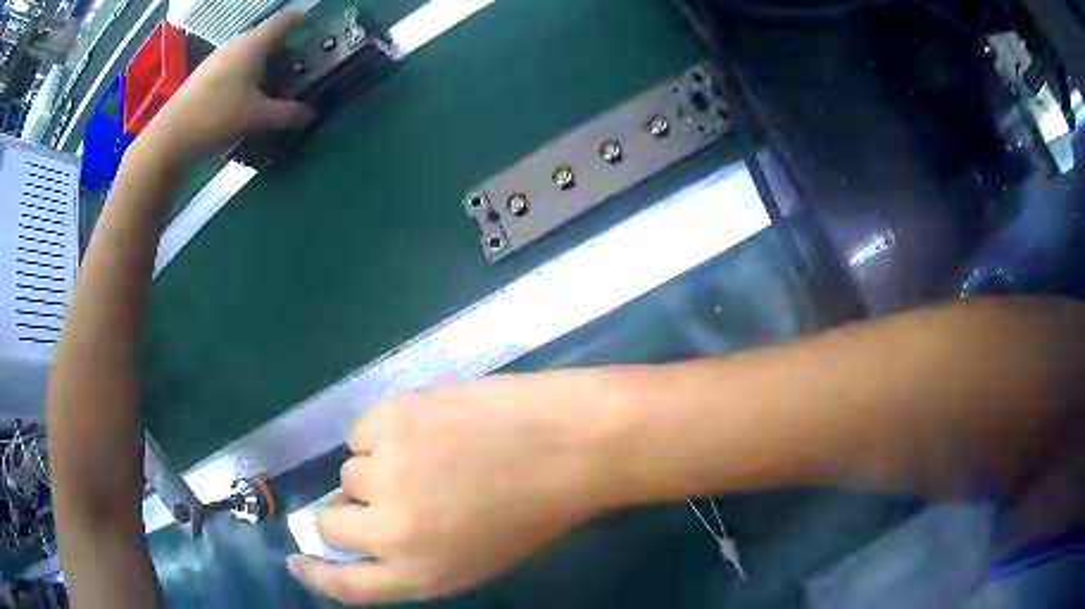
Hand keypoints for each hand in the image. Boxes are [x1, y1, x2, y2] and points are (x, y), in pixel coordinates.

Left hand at [139, 12, 313, 159]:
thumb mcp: (257, 117)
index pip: (284, 20)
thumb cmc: (217, 116)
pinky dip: (245, 72)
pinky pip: (233, 64)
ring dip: (263, 63)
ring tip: (270, 85)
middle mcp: (236, 44)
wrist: (170, 135)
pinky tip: (243, 95)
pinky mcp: (204, 74)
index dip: (300, 20)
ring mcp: (217, 58)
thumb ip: (287, 114)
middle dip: (283, 48)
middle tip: (294, 67)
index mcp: (254, 44)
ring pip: (248, 52)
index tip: (312, 25)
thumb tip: (310, 115)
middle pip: (266, 37)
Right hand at [288, 371, 632, 604]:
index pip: (345, 585)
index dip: (315, 572)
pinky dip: (385, 432)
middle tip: (385, 495)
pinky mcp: (390, 420)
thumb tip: (367, 534)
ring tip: (428, 456)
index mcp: (420, 574)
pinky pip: (361, 431)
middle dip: (350, 512)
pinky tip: (428, 427)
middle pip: (330, 523)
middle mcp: (391, 531)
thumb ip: (415, 558)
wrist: (572, 445)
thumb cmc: (535, 512)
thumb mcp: (473, 559)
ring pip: (348, 471)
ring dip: (376, 468)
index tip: (298, 558)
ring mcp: (386, 472)